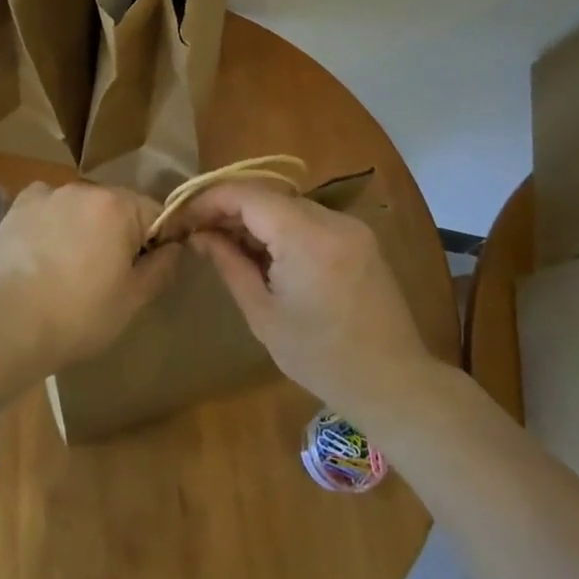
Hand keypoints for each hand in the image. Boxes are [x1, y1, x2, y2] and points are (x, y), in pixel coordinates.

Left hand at [0, 181, 180, 368]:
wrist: (10, 324)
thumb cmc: (80, 315)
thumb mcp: (133, 299)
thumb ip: (161, 267)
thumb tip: (175, 247)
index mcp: (118, 206)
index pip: (155, 211)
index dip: (158, 239)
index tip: (147, 267)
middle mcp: (84, 188)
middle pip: (116, 205)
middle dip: (119, 231)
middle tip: (109, 272)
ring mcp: (48, 193)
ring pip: (81, 205)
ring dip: (85, 225)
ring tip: (71, 265)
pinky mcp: (19, 205)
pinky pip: (48, 206)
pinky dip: (52, 220)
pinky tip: (45, 249)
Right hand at [178, 181, 434, 419]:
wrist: (396, 384)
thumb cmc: (321, 358)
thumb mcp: (263, 314)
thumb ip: (229, 264)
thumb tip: (200, 235)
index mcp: (305, 235)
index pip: (246, 194)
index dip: (209, 199)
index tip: (183, 217)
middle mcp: (331, 218)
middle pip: (267, 196)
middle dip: (230, 209)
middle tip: (199, 232)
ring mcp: (350, 226)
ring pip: (288, 206)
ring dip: (255, 219)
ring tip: (227, 244)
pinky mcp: (360, 239)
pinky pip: (310, 220)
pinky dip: (282, 229)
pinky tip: (266, 254)